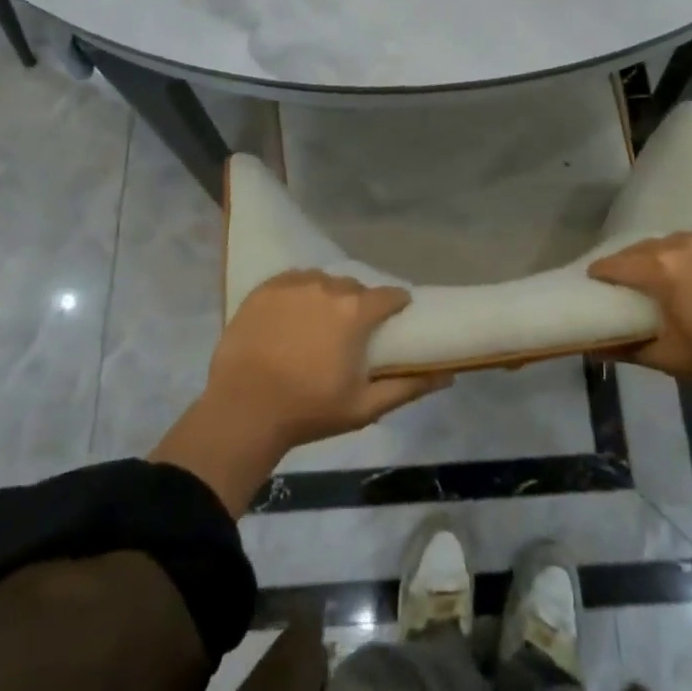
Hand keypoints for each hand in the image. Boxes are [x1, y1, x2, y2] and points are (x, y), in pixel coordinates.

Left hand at [208, 270, 452, 450]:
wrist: (244, 410)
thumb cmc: (309, 410)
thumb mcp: (365, 407)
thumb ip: (408, 387)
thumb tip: (448, 375)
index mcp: (356, 312)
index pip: (389, 296)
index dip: (395, 305)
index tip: (394, 318)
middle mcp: (329, 287)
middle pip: (354, 287)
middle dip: (358, 305)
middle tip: (350, 332)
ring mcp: (294, 284)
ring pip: (322, 281)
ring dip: (327, 297)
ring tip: (317, 323)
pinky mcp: (265, 288)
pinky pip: (292, 280)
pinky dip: (298, 293)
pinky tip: (291, 315)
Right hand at [589, 232, 691, 387]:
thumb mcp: (673, 360)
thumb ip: (630, 350)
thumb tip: (594, 349)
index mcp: (661, 270)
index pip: (618, 264)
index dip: (602, 271)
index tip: (594, 279)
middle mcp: (683, 245)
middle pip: (645, 247)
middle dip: (631, 260)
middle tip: (626, 277)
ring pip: (678, 241)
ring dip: (666, 254)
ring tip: (667, 271)